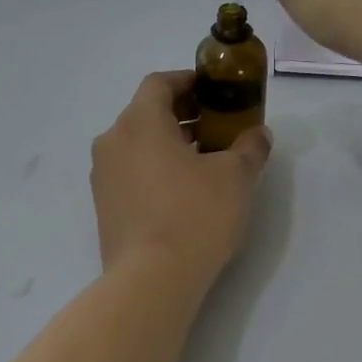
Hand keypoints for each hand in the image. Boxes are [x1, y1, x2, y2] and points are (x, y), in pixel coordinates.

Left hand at [91, 71, 271, 281]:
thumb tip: (258, 134)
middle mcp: (113, 142)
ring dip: (168, 143)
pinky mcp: (104, 206)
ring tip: (205, 160)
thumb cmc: (194, 215)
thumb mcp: (235, 177)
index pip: (159, 83)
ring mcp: (103, 176)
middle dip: (182, 114)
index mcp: (139, 122)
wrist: (151, 279)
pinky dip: (154, 168)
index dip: (188, 81)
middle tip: (217, 126)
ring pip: (137, 144)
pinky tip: (183, 190)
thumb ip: (249, 147)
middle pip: (146, 113)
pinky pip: (130, 172)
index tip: (214, 91)